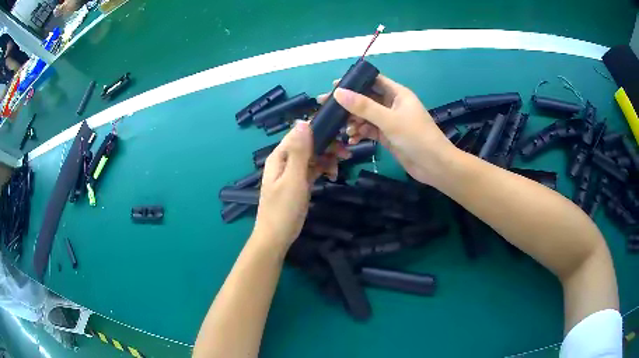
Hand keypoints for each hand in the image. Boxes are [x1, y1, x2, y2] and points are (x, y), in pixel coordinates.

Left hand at [253, 121, 347, 248]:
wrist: (276, 237)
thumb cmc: (283, 208)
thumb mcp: (293, 178)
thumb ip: (299, 151)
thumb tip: (303, 122)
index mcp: (280, 156)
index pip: (299, 133)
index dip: (318, 130)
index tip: (339, 134)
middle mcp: (285, 160)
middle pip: (308, 144)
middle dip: (326, 146)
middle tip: (345, 154)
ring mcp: (292, 172)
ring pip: (312, 157)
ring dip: (327, 158)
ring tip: (339, 167)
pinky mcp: (299, 183)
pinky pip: (313, 169)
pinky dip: (323, 170)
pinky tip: (332, 175)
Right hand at [320, 75, 455, 185]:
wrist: (434, 165)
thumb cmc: (416, 137)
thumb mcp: (389, 120)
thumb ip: (364, 106)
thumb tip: (338, 92)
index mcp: (397, 93)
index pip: (373, 80)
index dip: (354, 81)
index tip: (334, 86)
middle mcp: (392, 104)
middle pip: (366, 99)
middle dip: (349, 104)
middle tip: (328, 108)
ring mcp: (390, 121)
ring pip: (366, 116)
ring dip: (354, 121)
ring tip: (346, 130)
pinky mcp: (387, 136)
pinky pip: (369, 130)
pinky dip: (360, 133)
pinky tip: (352, 139)